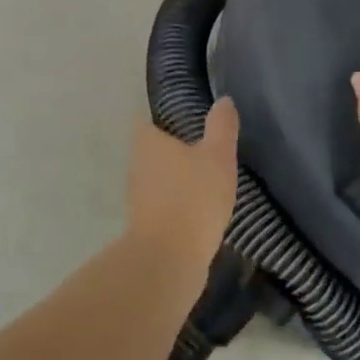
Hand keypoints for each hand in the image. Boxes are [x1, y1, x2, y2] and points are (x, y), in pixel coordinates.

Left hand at [126, 99, 239, 256]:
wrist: (169, 259)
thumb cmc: (193, 197)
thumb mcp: (217, 156)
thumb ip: (221, 127)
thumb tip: (223, 100)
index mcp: (147, 142)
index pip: (148, 120)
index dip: (164, 118)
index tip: (186, 119)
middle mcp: (136, 166)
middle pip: (152, 150)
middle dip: (173, 149)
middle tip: (203, 147)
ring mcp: (138, 198)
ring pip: (158, 179)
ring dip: (176, 178)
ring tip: (206, 179)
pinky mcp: (146, 225)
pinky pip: (164, 205)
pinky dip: (178, 204)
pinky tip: (200, 210)